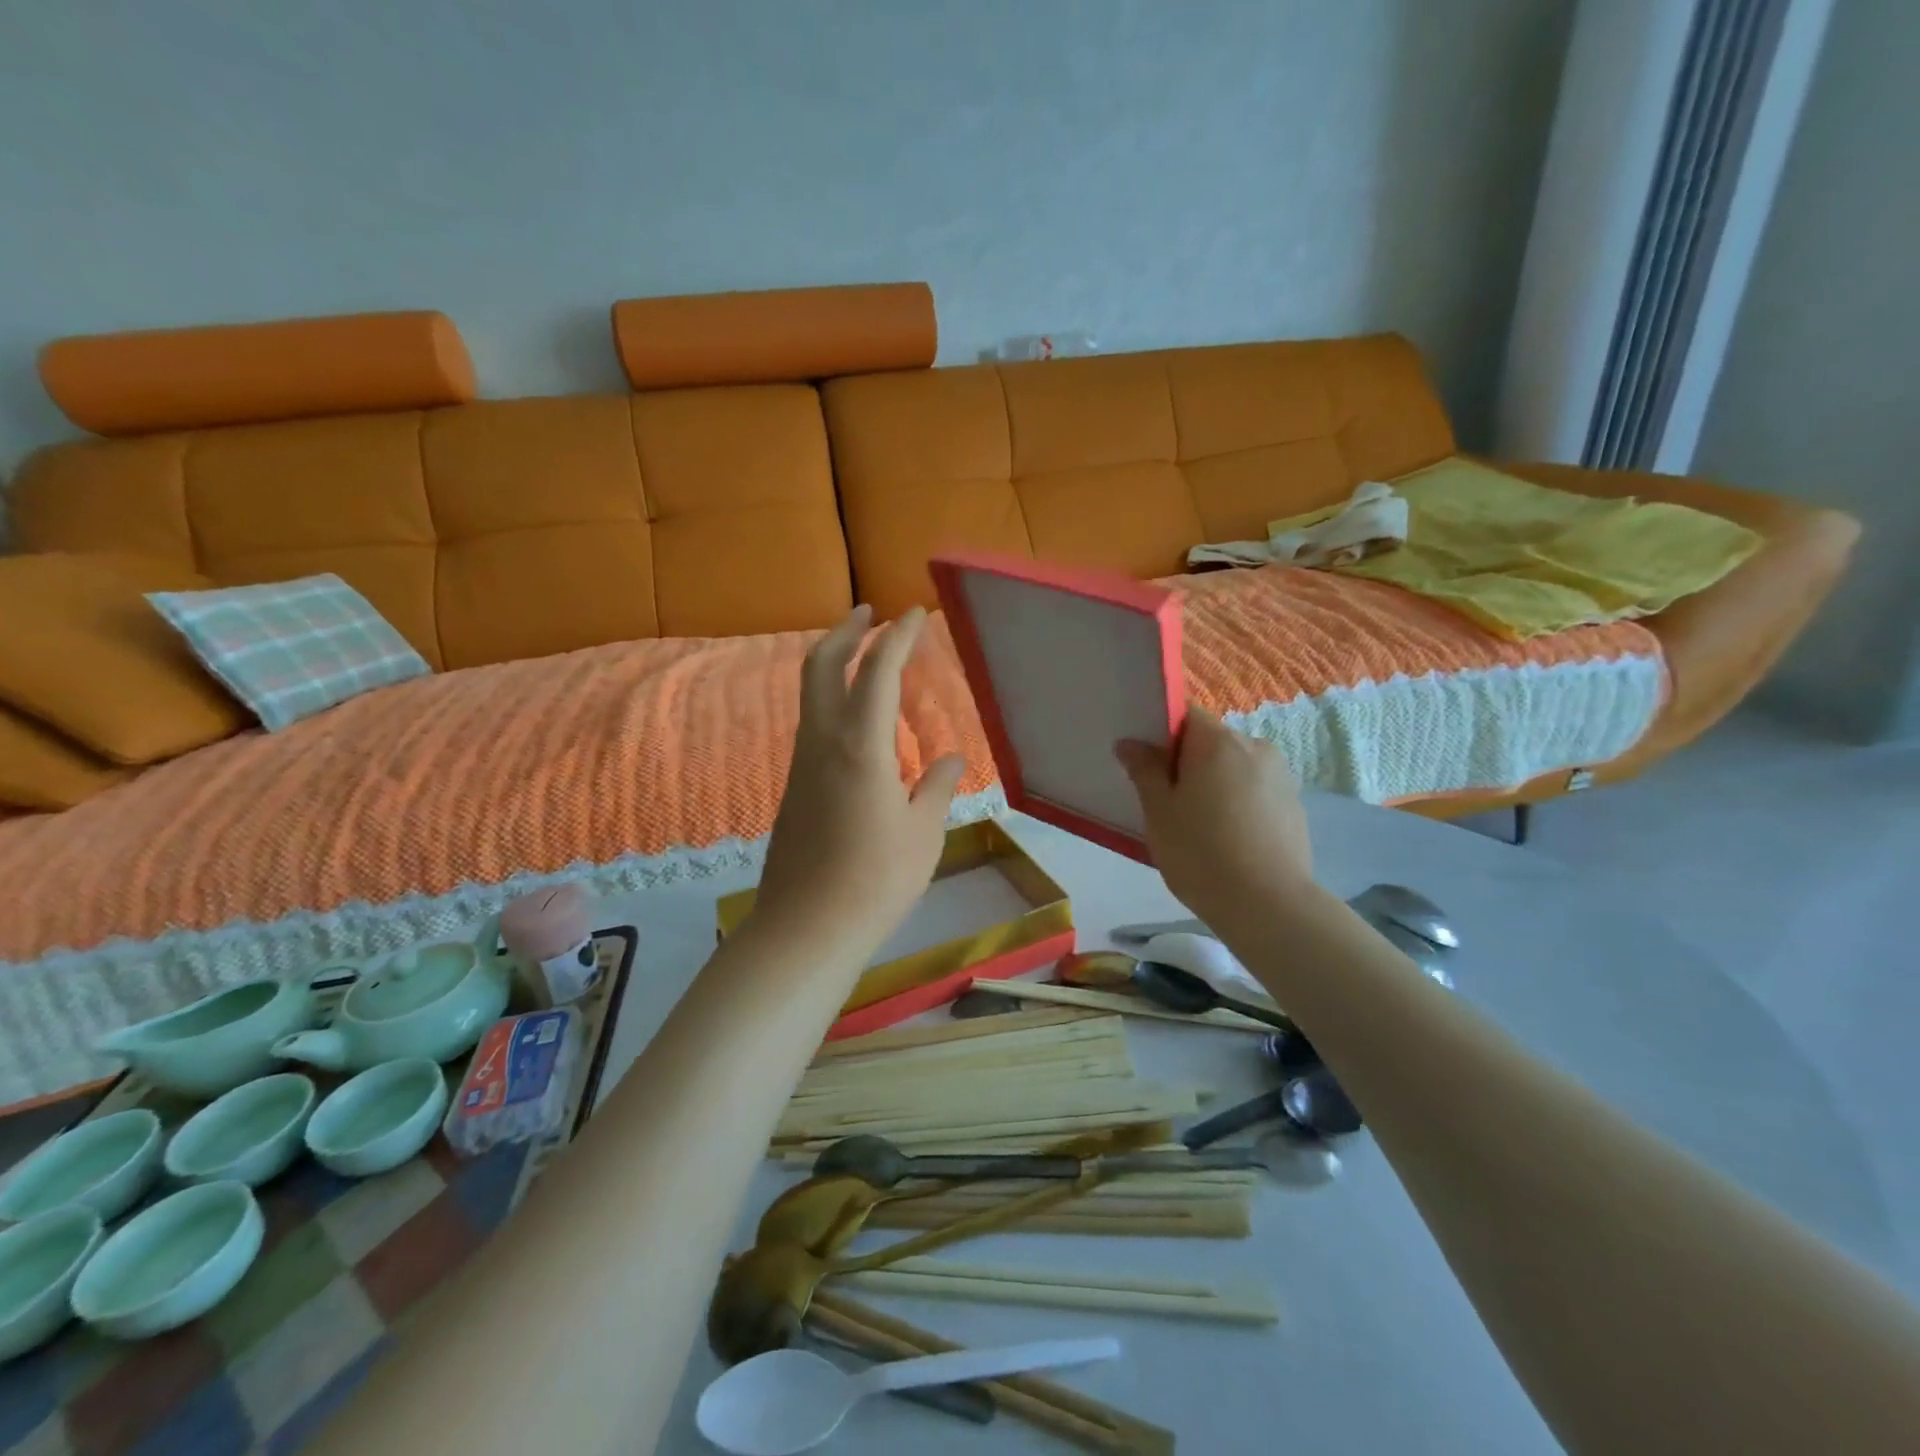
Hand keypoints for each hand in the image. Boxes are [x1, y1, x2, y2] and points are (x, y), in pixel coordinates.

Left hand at [755, 605, 964, 960]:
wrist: (806, 927)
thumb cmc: (876, 879)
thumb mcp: (923, 832)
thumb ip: (938, 787)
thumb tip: (951, 758)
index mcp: (860, 745)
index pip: (879, 671)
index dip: (899, 637)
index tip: (916, 613)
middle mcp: (823, 741)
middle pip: (823, 665)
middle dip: (847, 631)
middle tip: (869, 612)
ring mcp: (802, 762)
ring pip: (812, 693)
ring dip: (835, 662)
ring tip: (864, 656)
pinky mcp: (795, 785)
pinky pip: (813, 722)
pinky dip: (832, 698)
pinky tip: (856, 719)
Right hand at [1114, 707, 1313, 935]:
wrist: (1269, 905)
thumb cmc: (1201, 853)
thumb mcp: (1159, 811)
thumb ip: (1145, 770)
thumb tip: (1131, 743)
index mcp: (1218, 741)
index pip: (1186, 714)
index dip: (1163, 734)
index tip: (1149, 766)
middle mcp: (1255, 746)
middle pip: (1211, 741)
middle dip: (1188, 762)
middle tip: (1169, 803)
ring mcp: (1281, 776)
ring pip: (1234, 767)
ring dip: (1215, 783)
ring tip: (1201, 826)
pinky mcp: (1295, 805)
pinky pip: (1255, 790)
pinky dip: (1238, 803)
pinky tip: (1229, 839)